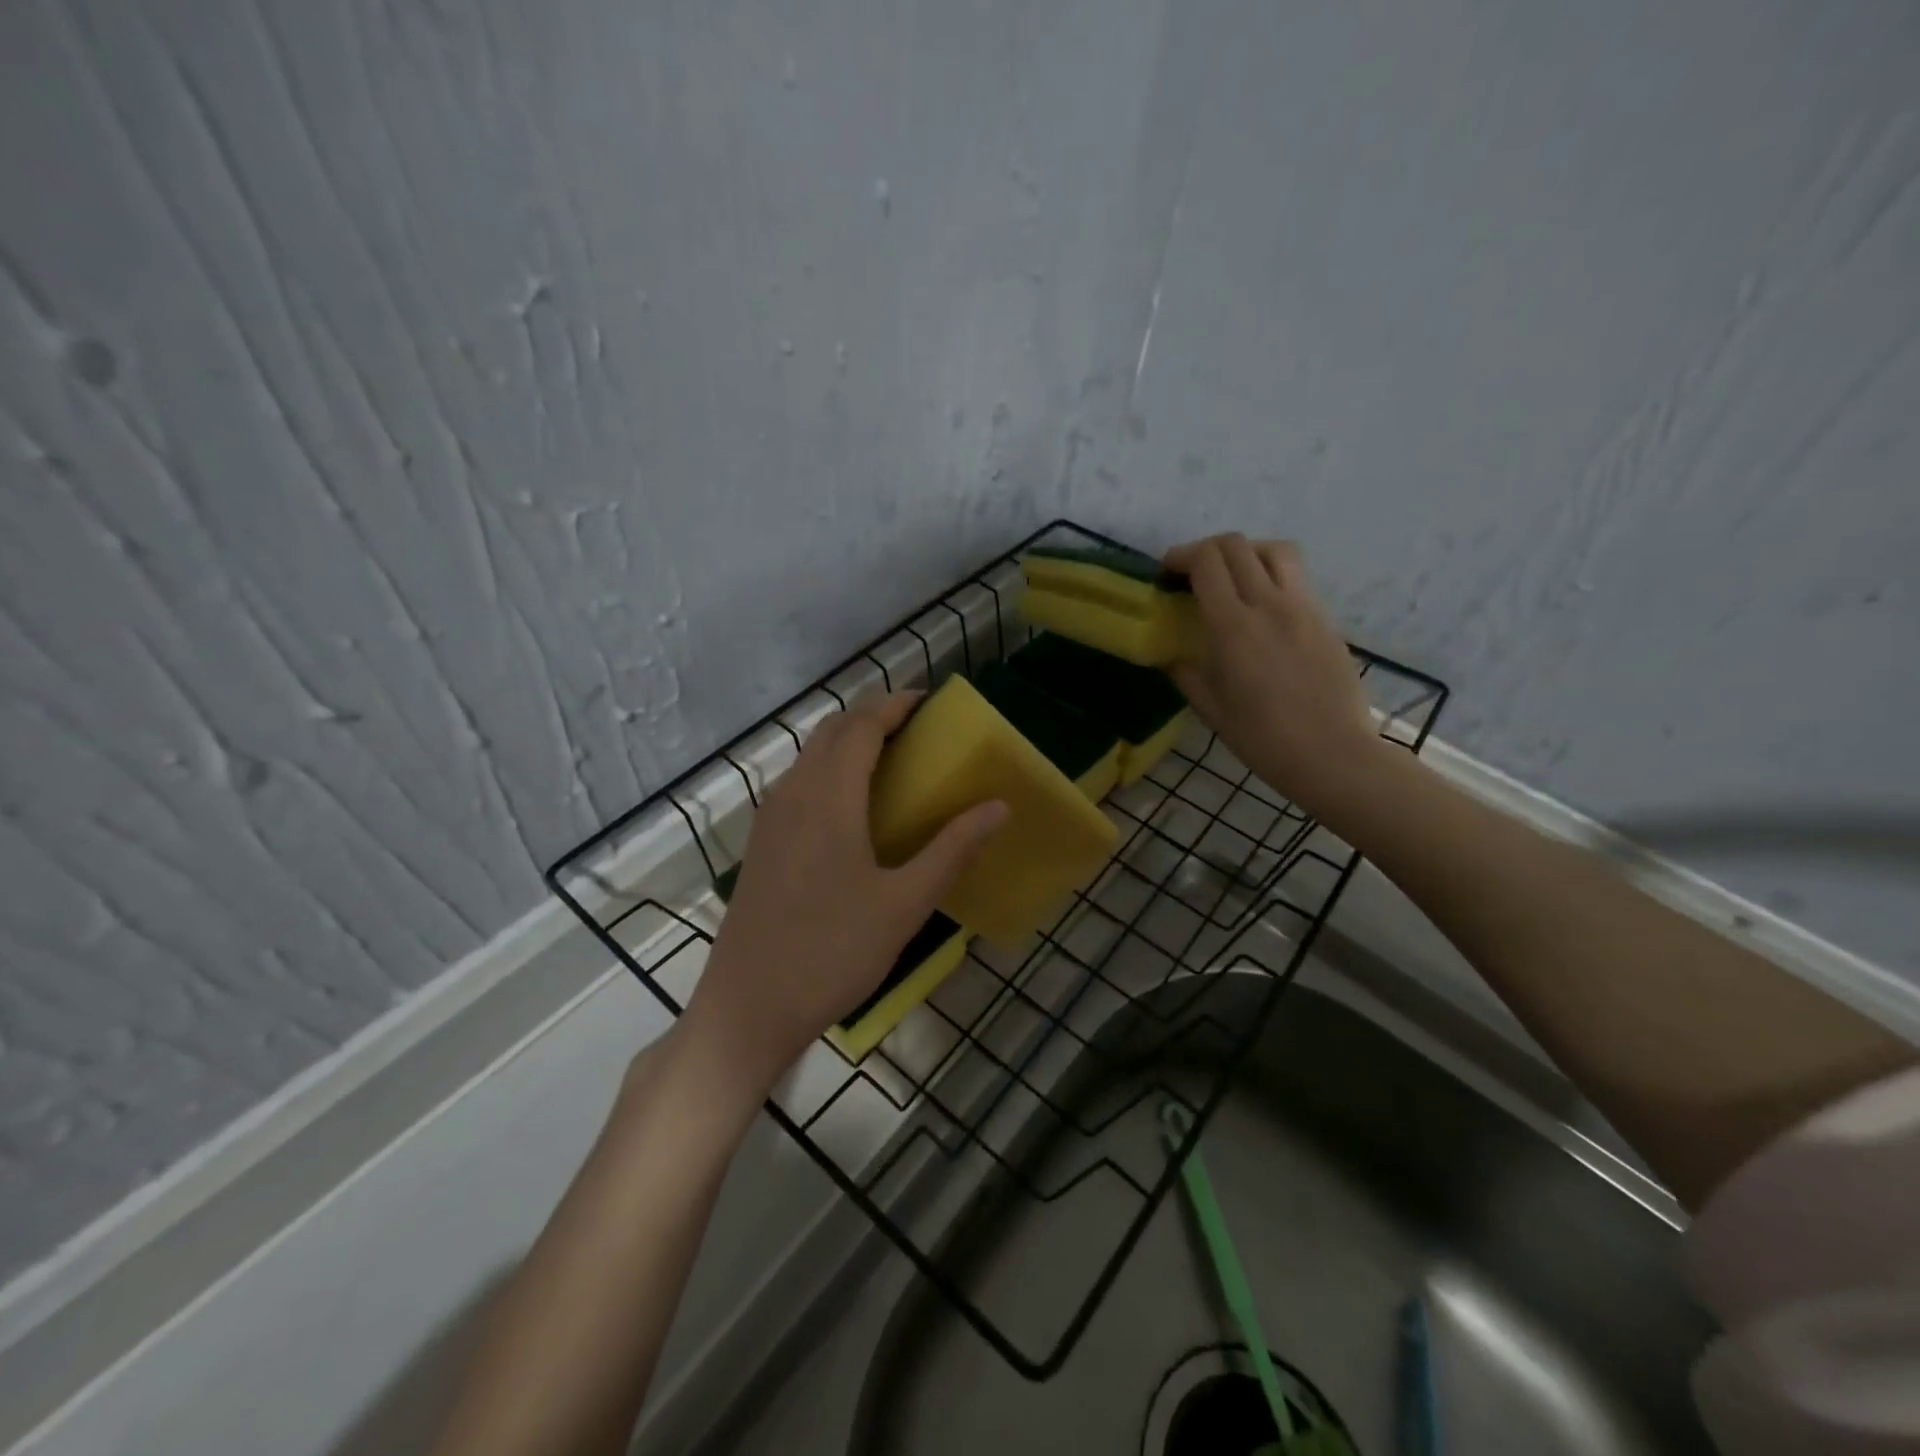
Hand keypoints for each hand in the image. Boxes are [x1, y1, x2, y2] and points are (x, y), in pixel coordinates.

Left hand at [680, 693, 1007, 1095]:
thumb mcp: (904, 904)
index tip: (929, 703)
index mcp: (828, 798)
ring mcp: (769, 819)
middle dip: (873, 719)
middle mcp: (792, 794)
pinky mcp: (761, 844)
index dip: (895, 707)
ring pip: (810, 757)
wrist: (748, 1007)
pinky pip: (798, 785)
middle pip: (832, 732)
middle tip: (917, 730)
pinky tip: (852, 809)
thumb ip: (952, 849)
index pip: (862, 727)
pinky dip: (829, 772)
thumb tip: (998, 807)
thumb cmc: (833, 952)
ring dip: (848, 744)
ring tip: (891, 763)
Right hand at [1165, 534, 1381, 820]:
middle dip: (1206, 550)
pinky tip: (1262, 605)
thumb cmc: (1263, 738)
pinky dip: (1271, 574)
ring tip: (1232, 576)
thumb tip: (1170, 656)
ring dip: (1246, 552)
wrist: (1333, 754)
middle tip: (1192, 573)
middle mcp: (1269, 604)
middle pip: (1237, 545)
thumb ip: (1185, 674)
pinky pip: (1296, 577)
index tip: (1166, 572)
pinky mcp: (1325, 618)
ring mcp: (1303, 607)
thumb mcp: (1211, 709)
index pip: (1207, 562)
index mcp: (1233, 626)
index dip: (1181, 556)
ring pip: (1274, 550)